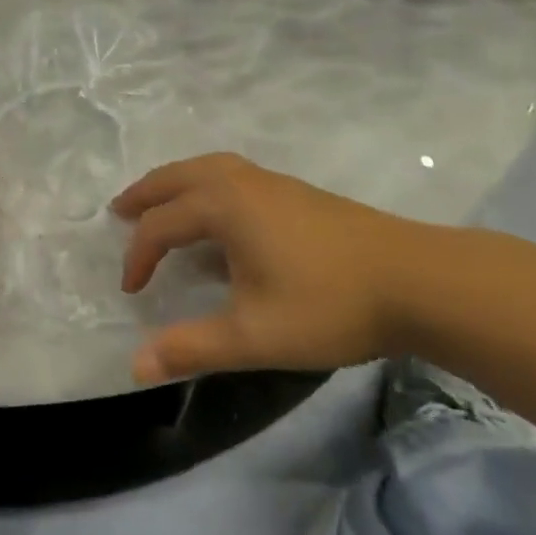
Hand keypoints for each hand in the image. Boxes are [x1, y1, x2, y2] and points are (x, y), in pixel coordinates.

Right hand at [114, 153, 467, 382]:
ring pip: (206, 168)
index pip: (161, 225)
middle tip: (119, 210)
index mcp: (223, 206)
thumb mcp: (254, 336)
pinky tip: (217, 211)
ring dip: (175, 182)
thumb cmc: (328, 304)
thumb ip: (192, 348)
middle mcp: (240, 182)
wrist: (416, 280)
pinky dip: (204, 182)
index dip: (138, 257)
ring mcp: (271, 181)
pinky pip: (230, 173)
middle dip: (145, 194)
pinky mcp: (295, 190)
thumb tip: (134, 366)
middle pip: (177, 177)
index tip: (132, 292)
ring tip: (159, 201)